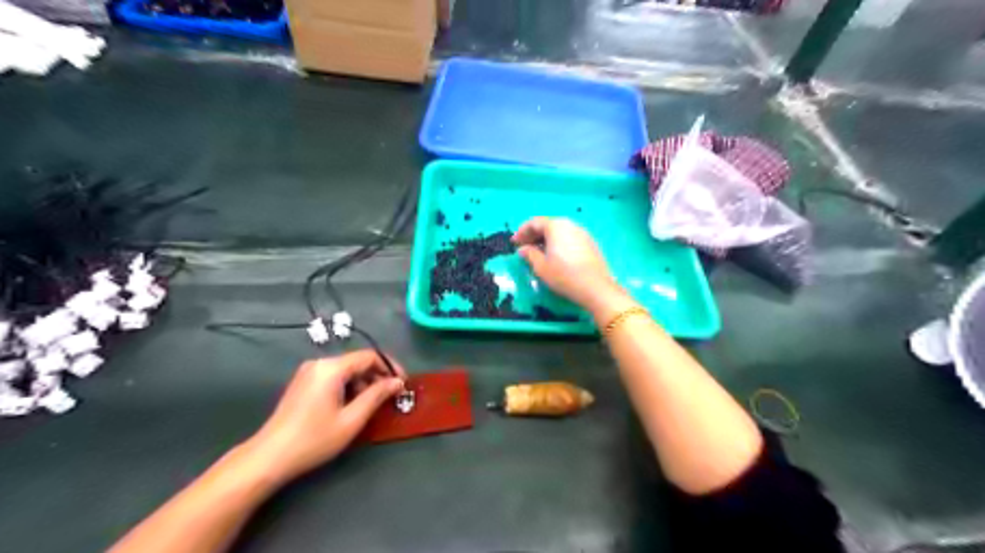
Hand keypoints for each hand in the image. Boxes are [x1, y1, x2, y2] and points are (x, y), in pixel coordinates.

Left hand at [240, 350, 405, 484]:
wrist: (269, 457)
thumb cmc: (314, 439)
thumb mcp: (352, 419)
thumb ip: (377, 396)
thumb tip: (397, 382)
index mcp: (332, 368)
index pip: (369, 356)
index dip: (390, 367)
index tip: (403, 383)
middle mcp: (319, 363)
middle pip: (357, 362)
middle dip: (377, 376)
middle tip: (390, 397)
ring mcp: (309, 373)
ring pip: (346, 370)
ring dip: (363, 383)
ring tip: (373, 404)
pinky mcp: (303, 383)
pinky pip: (334, 377)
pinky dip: (348, 387)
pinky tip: (352, 406)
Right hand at [512, 216, 617, 309]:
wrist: (596, 288)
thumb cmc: (564, 275)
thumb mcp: (541, 267)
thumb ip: (529, 254)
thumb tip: (523, 249)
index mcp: (556, 226)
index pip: (534, 222)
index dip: (522, 232)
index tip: (514, 243)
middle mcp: (570, 225)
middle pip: (548, 224)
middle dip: (534, 235)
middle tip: (524, 247)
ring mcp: (582, 233)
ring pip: (559, 231)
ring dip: (546, 239)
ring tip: (538, 252)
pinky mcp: (590, 243)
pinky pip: (569, 238)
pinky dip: (558, 243)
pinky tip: (555, 256)